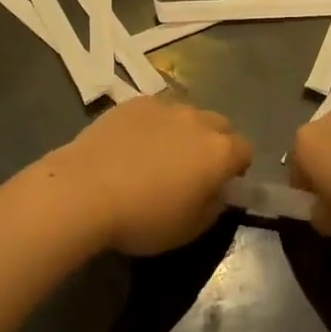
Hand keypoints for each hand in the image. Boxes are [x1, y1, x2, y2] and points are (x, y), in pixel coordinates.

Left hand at [46, 98, 251, 256]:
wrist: (85, 190)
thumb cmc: (143, 218)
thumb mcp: (189, 230)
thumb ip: (214, 206)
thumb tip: (217, 192)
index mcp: (219, 152)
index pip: (245, 151)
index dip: (237, 168)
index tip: (220, 185)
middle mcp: (198, 120)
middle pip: (219, 126)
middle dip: (213, 144)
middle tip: (191, 171)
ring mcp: (165, 106)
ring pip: (187, 116)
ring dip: (183, 132)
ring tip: (156, 157)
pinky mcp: (135, 102)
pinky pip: (155, 112)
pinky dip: (152, 125)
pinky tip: (130, 146)